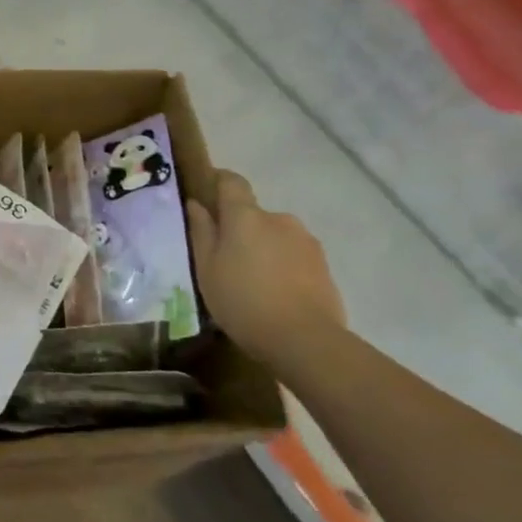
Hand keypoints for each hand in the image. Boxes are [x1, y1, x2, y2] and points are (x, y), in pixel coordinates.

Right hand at [186, 170, 344, 359]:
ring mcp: (306, 241)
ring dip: (262, 248)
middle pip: (253, 214)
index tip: (206, 193)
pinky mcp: (324, 265)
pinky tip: (274, 292)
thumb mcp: (207, 268)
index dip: (219, 181)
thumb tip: (197, 204)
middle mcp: (279, 219)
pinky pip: (293, 255)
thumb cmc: (242, 300)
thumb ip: (202, 231)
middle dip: (239, 228)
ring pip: (275, 235)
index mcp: (246, 216)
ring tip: (251, 280)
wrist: (305, 340)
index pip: (232, 182)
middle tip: (224, 257)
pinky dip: (281, 265)